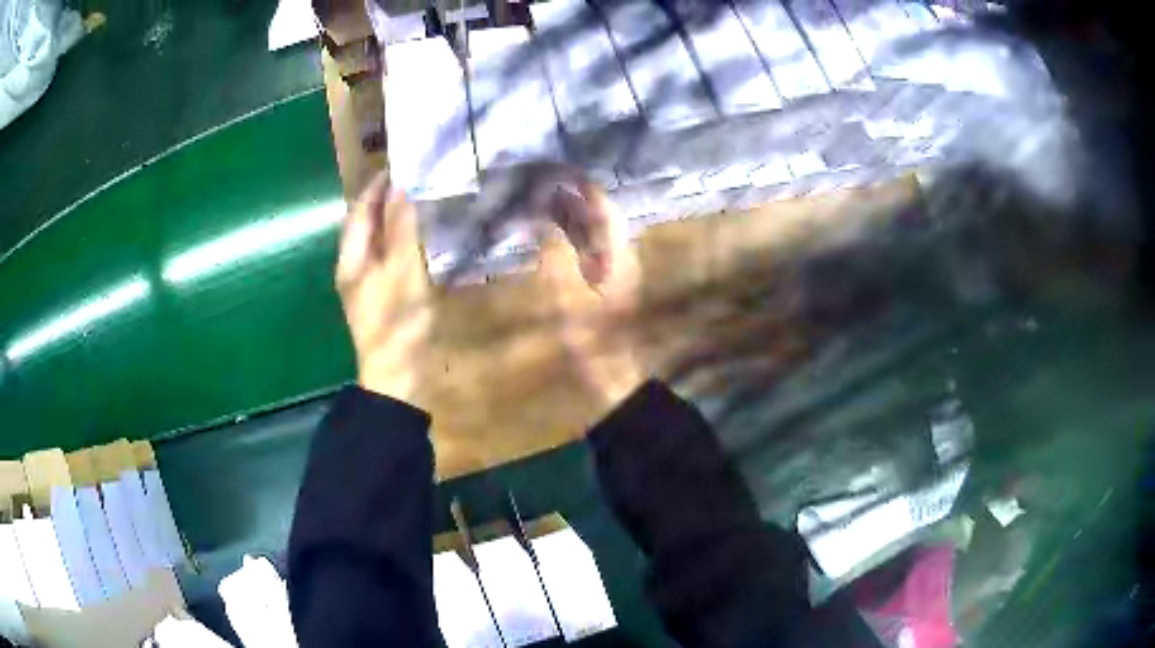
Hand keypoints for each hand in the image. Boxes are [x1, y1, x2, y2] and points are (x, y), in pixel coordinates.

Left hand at [335, 172, 432, 403]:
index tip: (401, 162)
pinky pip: (389, 257)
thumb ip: (399, 228)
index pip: (359, 210)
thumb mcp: (401, 269)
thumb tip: (399, 186)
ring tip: (421, 200)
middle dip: (385, 199)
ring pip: (377, 241)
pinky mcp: (382, 298)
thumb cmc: (396, 321)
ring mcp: (366, 285)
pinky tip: (421, 239)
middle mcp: (353, 268)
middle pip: (365, 224)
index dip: (376, 185)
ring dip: (394, 219)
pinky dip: (402, 241)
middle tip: (415, 178)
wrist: (396, 378)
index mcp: (351, 258)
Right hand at [540, 180, 644, 413]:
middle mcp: (619, 250)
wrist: (615, 371)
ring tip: (537, 202)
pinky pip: (588, 245)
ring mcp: (615, 264)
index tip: (551, 170)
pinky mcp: (607, 276)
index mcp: (616, 251)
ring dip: (567, 214)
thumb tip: (540, 220)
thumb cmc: (592, 337)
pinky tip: (549, 233)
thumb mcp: (567, 296)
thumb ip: (554, 254)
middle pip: (595, 212)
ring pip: (591, 228)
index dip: (577, 183)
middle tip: (536, 185)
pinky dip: (568, 234)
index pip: (599, 204)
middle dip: (567, 195)